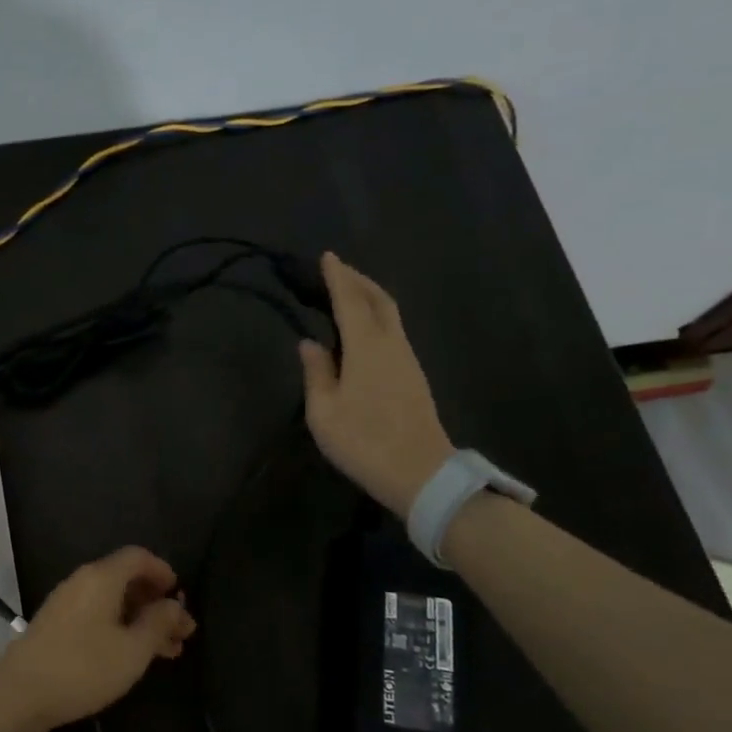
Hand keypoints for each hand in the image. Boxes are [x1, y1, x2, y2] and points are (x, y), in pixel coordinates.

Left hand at [0, 546, 194, 731]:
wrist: (19, 695)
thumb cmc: (83, 667)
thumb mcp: (132, 650)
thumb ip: (158, 623)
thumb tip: (174, 604)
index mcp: (101, 577)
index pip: (137, 557)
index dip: (162, 571)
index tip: (180, 594)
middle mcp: (82, 582)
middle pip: (126, 579)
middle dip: (156, 602)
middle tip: (182, 631)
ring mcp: (66, 604)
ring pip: (112, 602)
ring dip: (141, 621)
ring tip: (168, 651)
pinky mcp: (56, 626)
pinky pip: (97, 616)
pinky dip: (120, 629)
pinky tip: (133, 656)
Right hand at [298, 251, 455, 518]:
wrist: (421, 474)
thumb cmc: (364, 442)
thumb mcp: (324, 413)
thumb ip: (317, 373)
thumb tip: (310, 343)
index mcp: (367, 348)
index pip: (350, 301)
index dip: (338, 277)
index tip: (327, 257)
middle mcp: (391, 345)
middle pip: (379, 299)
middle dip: (358, 279)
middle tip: (337, 270)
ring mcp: (407, 360)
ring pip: (390, 314)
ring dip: (370, 296)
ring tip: (348, 293)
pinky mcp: (414, 376)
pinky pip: (393, 331)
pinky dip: (377, 316)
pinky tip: (364, 328)